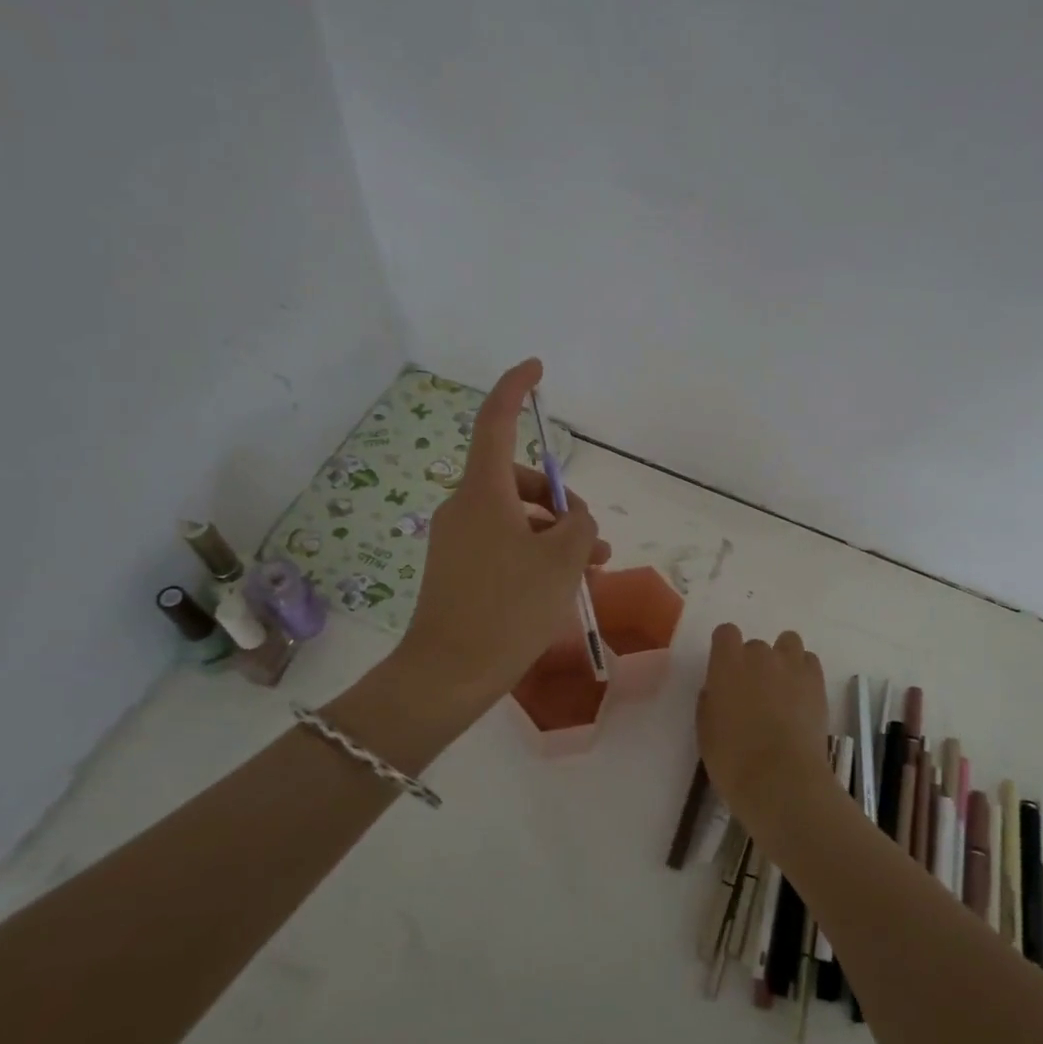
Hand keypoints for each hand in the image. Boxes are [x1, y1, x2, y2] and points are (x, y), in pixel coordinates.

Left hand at [398, 359, 610, 720]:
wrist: (449, 674)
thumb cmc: (509, 609)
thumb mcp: (563, 563)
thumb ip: (581, 527)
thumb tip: (575, 522)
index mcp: (483, 492)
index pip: (495, 422)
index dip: (515, 389)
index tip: (536, 369)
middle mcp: (464, 507)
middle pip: (519, 481)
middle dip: (562, 502)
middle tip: (593, 539)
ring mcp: (458, 539)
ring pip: (517, 518)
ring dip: (556, 535)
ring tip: (593, 567)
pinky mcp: (457, 568)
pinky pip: (504, 544)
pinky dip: (535, 553)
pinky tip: (563, 583)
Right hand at [697, 624, 833, 829]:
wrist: (781, 779)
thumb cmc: (733, 759)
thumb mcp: (706, 730)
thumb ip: (711, 700)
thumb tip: (719, 690)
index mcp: (727, 663)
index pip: (725, 633)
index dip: (725, 649)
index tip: (725, 670)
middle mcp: (759, 655)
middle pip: (756, 645)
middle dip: (753, 663)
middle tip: (754, 694)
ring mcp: (791, 666)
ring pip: (788, 643)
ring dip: (782, 659)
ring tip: (782, 687)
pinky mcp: (816, 682)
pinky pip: (809, 661)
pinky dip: (804, 672)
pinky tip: (801, 696)